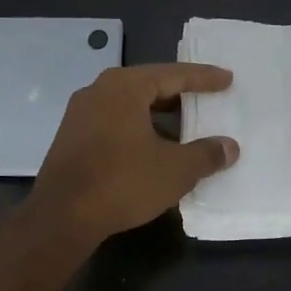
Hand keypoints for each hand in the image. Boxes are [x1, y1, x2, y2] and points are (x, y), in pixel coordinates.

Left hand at [31, 64, 238, 241]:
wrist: (61, 216)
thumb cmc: (122, 182)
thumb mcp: (175, 170)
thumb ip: (206, 154)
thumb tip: (229, 147)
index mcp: (125, 87)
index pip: (173, 74)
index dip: (203, 78)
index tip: (227, 79)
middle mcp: (99, 91)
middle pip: (148, 86)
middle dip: (179, 95)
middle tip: (207, 100)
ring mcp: (80, 114)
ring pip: (130, 107)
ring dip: (158, 116)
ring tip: (185, 130)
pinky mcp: (71, 137)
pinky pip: (114, 123)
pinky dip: (138, 130)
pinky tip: (154, 150)